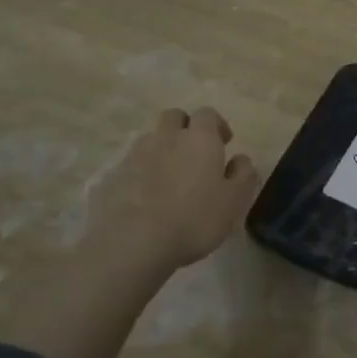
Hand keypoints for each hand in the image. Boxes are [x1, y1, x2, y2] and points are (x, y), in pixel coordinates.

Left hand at [95, 107, 260, 270]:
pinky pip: (131, 165)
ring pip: (151, 139)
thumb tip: (240, 159)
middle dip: (185, 128)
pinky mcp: (113, 176)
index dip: (217, 125)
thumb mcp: (234, 202)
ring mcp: (136, 155)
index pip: (208, 114)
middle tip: (193, 153)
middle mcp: (167, 137)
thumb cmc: (193, 219)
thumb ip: (243, 175)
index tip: (224, 143)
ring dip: (162, 149)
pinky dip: (140, 173)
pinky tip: (144, 197)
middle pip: (174, 117)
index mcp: (199, 138)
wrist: (133, 243)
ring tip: (168, 177)